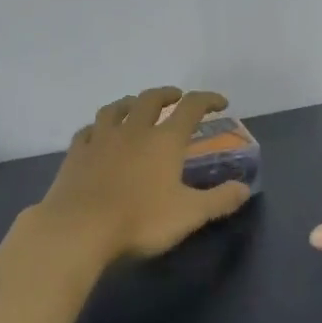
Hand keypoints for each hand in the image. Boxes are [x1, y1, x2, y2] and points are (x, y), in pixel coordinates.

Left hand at [33, 87, 253, 268]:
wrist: (79, 229)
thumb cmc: (140, 220)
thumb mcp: (189, 215)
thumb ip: (219, 200)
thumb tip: (244, 189)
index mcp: (164, 140)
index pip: (190, 108)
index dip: (207, 100)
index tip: (219, 102)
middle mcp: (134, 130)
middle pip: (151, 99)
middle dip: (167, 94)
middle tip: (176, 97)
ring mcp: (101, 138)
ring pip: (116, 108)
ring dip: (130, 102)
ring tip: (136, 106)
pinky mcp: (76, 152)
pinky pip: (88, 129)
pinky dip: (98, 126)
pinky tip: (98, 133)